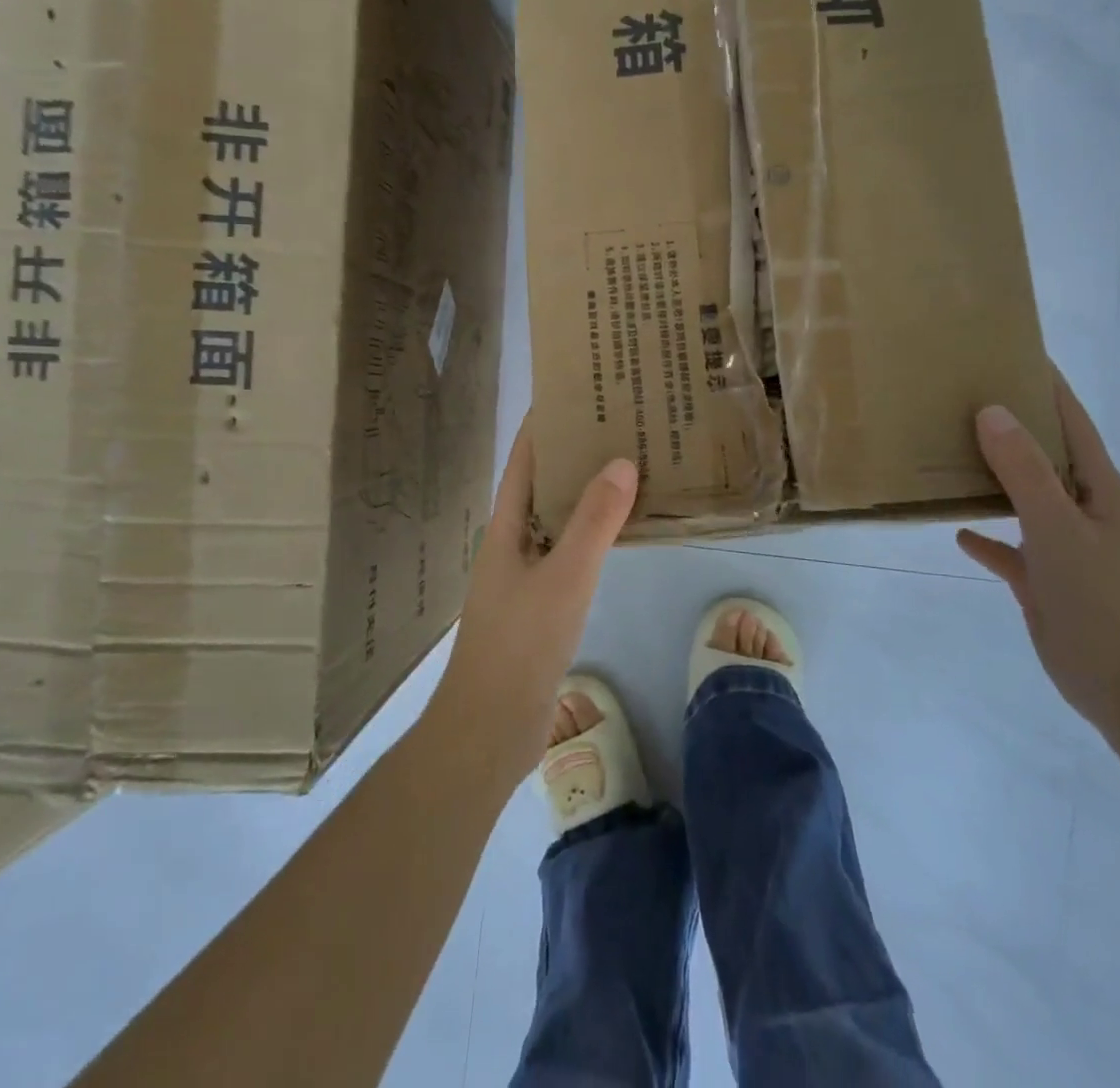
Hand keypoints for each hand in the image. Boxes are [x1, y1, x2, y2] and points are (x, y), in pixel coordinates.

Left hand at [432, 425, 637, 782]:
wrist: (489, 729)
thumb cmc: (520, 645)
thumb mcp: (564, 578)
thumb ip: (593, 522)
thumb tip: (620, 461)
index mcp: (505, 526)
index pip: (525, 459)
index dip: (546, 423)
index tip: (577, 390)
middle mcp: (513, 542)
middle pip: (544, 484)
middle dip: (575, 453)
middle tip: (619, 423)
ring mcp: (526, 574)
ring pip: (560, 519)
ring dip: (588, 493)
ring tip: (630, 465)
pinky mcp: (542, 603)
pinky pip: (571, 552)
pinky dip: (595, 534)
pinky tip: (624, 531)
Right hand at [958, 372, 1119, 745]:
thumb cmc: (1106, 603)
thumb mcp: (1061, 529)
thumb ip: (1026, 471)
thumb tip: (992, 410)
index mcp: (1098, 489)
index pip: (1071, 421)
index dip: (1046, 385)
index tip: (1010, 350)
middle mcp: (1083, 510)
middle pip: (1043, 454)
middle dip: (1010, 424)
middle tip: (961, 395)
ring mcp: (1065, 547)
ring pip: (1024, 498)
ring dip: (993, 476)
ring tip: (949, 450)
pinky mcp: (1046, 583)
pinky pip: (1011, 550)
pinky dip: (988, 537)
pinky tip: (958, 531)